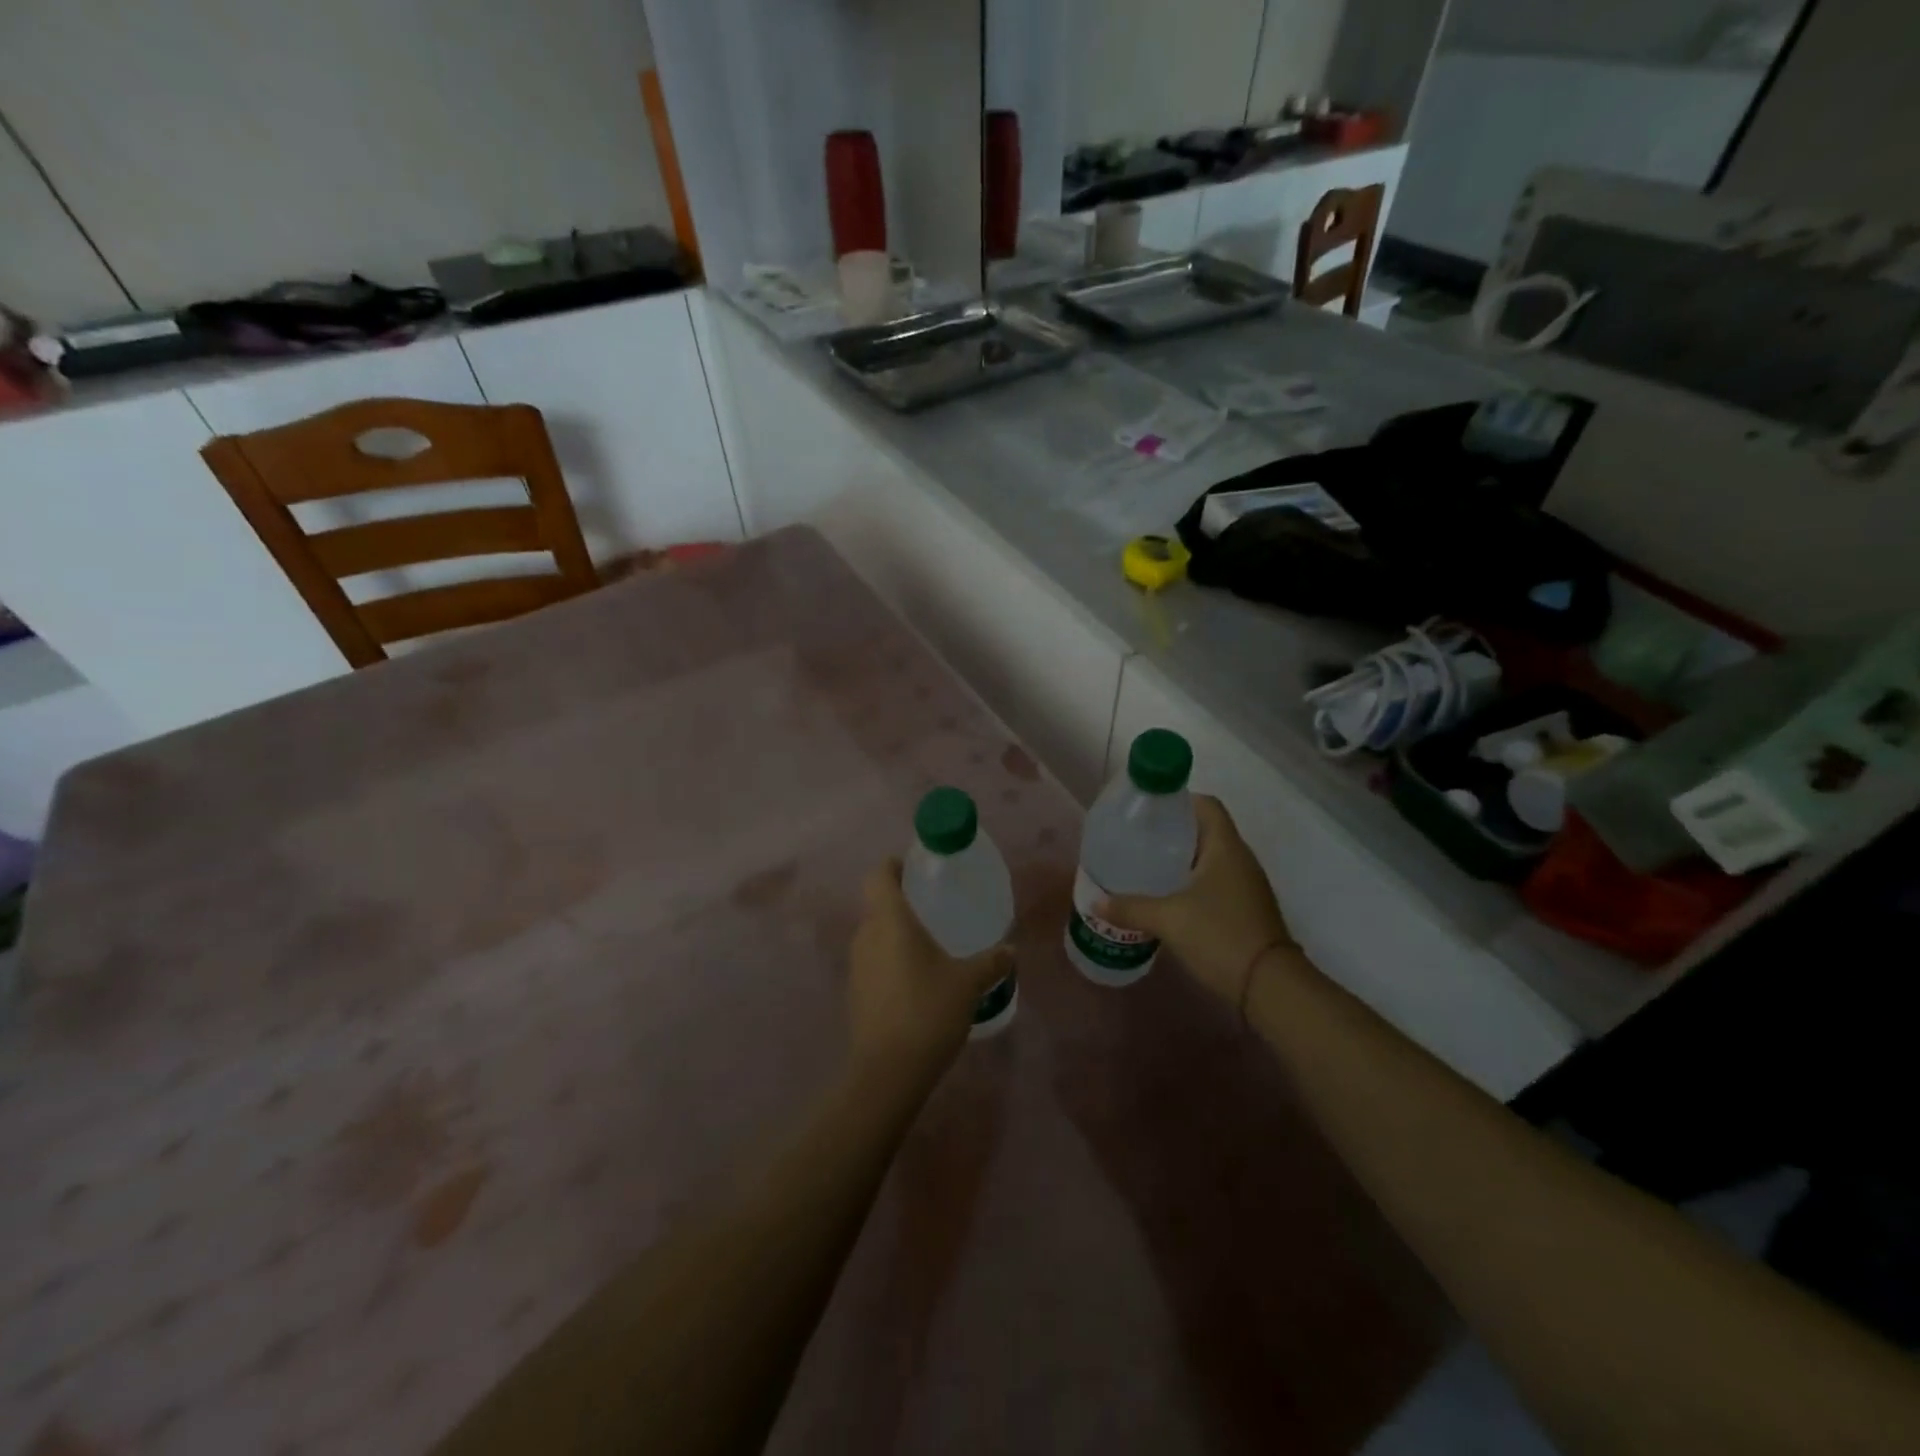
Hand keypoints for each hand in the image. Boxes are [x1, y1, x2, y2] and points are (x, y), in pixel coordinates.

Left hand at [847, 859, 1012, 1084]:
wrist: (888, 1072)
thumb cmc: (928, 1011)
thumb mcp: (968, 983)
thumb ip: (991, 962)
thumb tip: (1011, 951)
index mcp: (890, 920)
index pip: (879, 876)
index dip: (893, 866)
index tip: (915, 868)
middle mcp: (866, 936)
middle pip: (878, 905)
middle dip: (902, 903)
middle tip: (934, 908)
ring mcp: (856, 966)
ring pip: (875, 936)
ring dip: (897, 935)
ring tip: (930, 946)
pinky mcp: (855, 993)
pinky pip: (874, 963)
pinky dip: (892, 962)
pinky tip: (918, 982)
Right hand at [1097, 795, 1297, 1014]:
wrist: (1270, 987)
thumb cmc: (1220, 936)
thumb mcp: (1168, 919)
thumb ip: (1131, 907)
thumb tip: (1096, 903)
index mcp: (1226, 847)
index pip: (1206, 805)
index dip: (1178, 800)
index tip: (1147, 810)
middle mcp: (1240, 859)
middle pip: (1205, 831)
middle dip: (1171, 832)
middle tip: (1137, 839)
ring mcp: (1246, 886)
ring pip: (1209, 859)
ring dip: (1181, 860)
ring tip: (1146, 867)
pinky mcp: (1245, 910)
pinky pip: (1215, 883)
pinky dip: (1191, 884)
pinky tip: (1167, 899)